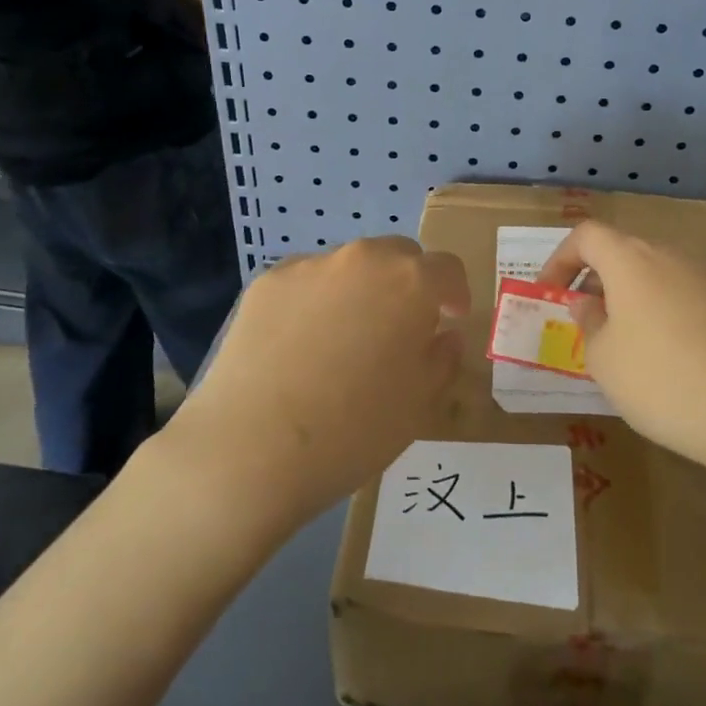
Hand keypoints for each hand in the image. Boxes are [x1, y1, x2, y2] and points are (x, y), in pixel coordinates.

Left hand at [164, 238, 470, 531]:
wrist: (250, 449)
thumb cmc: (353, 430)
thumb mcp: (419, 404)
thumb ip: (442, 359)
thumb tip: (443, 335)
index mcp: (410, 282)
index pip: (447, 268)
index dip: (455, 293)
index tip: (449, 320)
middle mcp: (361, 259)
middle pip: (397, 256)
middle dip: (408, 284)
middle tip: (399, 329)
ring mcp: (309, 266)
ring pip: (349, 267)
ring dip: (360, 290)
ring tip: (343, 341)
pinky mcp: (266, 283)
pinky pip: (306, 282)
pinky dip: (315, 302)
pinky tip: (300, 347)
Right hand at [537, 222, 705, 483]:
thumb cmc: (666, 380)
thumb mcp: (605, 360)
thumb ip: (589, 324)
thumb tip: (590, 303)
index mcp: (631, 259)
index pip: (586, 236)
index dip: (560, 259)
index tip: (548, 293)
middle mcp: (671, 256)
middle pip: (623, 252)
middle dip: (595, 281)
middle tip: (583, 322)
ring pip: (655, 276)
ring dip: (630, 300)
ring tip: (623, 347)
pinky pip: (684, 299)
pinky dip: (663, 316)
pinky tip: (668, 361)